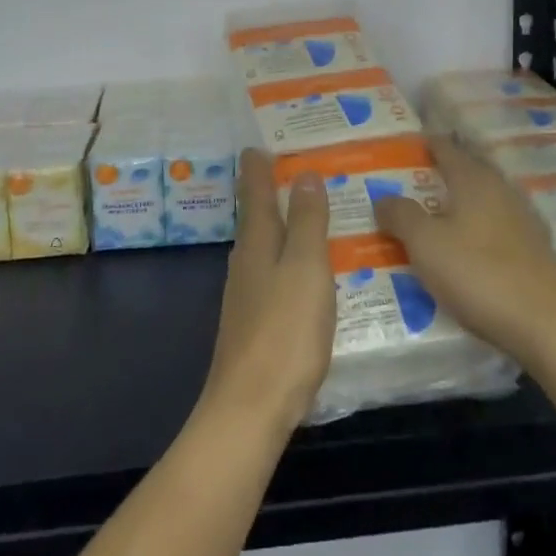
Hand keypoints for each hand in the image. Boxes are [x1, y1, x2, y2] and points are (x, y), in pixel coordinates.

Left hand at [199, 150, 336, 434]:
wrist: (249, 410)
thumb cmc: (284, 332)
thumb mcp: (306, 268)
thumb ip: (308, 221)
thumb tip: (306, 173)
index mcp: (257, 242)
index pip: (256, 192)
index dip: (258, 167)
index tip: (258, 144)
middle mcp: (246, 263)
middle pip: (257, 218)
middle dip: (270, 193)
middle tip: (295, 171)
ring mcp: (246, 296)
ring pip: (265, 248)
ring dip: (282, 227)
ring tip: (308, 216)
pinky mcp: (254, 326)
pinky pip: (272, 276)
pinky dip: (287, 261)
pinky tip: (304, 274)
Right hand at [371, 136, 555, 366]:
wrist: (550, 325)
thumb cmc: (480, 274)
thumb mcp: (426, 244)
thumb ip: (401, 215)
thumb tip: (383, 197)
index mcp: (473, 179)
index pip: (445, 148)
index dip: (424, 144)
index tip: (403, 145)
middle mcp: (499, 189)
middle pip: (467, 170)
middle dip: (441, 173)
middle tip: (410, 182)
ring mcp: (522, 219)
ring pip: (482, 200)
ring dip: (459, 204)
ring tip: (432, 216)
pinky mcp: (534, 250)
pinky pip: (495, 227)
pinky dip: (476, 230)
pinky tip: (465, 249)